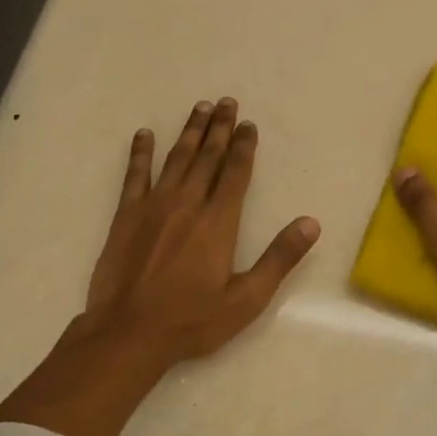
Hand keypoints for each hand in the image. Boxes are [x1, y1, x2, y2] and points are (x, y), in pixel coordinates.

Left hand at [83, 97, 320, 367]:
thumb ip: (279, 259)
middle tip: (226, 102)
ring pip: (176, 159)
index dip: (243, 146)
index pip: (235, 173)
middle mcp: (187, 204)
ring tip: (199, 108)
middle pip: (207, 157)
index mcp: (218, 222)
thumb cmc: (191, 321)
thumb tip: (311, 224)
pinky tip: (144, 134)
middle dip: (219, 128)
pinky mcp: (125, 215)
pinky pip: (134, 175)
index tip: (247, 124)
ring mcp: (153, 206)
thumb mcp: (246, 299)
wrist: (128, 333)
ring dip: (189, 132)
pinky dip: (140, 153)